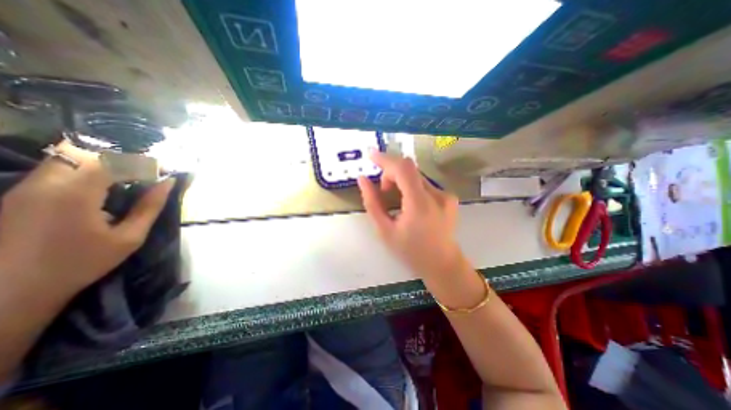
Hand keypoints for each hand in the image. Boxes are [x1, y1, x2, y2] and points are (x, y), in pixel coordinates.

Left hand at [0, 141, 173, 303]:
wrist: (9, 293)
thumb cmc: (81, 264)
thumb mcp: (129, 238)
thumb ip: (150, 207)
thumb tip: (167, 183)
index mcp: (75, 194)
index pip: (113, 161)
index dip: (142, 162)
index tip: (163, 171)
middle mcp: (44, 183)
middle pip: (84, 152)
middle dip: (119, 159)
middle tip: (143, 174)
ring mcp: (24, 188)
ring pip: (66, 158)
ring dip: (101, 164)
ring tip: (126, 180)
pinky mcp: (16, 195)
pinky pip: (55, 171)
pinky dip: (83, 172)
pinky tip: (100, 190)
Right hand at [357, 150, 464, 280]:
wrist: (442, 264)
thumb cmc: (410, 251)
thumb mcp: (385, 231)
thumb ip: (372, 203)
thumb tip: (363, 179)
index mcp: (420, 204)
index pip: (403, 168)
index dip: (385, 159)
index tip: (371, 155)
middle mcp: (437, 195)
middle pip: (409, 169)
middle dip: (391, 175)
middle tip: (383, 192)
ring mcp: (446, 195)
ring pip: (416, 176)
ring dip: (401, 182)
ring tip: (396, 201)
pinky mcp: (449, 196)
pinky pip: (424, 183)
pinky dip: (411, 187)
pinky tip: (409, 205)